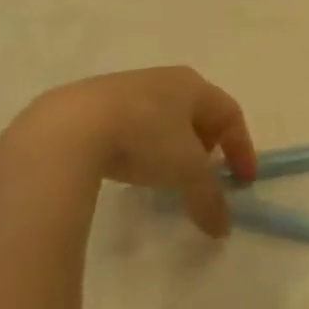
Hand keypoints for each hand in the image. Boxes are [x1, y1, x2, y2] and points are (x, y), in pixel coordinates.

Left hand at [0, 68, 256, 236]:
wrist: (65, 130)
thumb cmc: (143, 138)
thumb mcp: (185, 171)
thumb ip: (208, 197)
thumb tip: (223, 229)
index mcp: (192, 85)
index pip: (230, 113)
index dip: (241, 148)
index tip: (243, 181)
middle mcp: (162, 79)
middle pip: (196, 112)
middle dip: (206, 144)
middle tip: (204, 173)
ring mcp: (123, 88)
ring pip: (160, 117)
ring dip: (170, 145)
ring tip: (162, 175)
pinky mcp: (87, 103)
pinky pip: (126, 123)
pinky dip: (137, 144)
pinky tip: (124, 166)